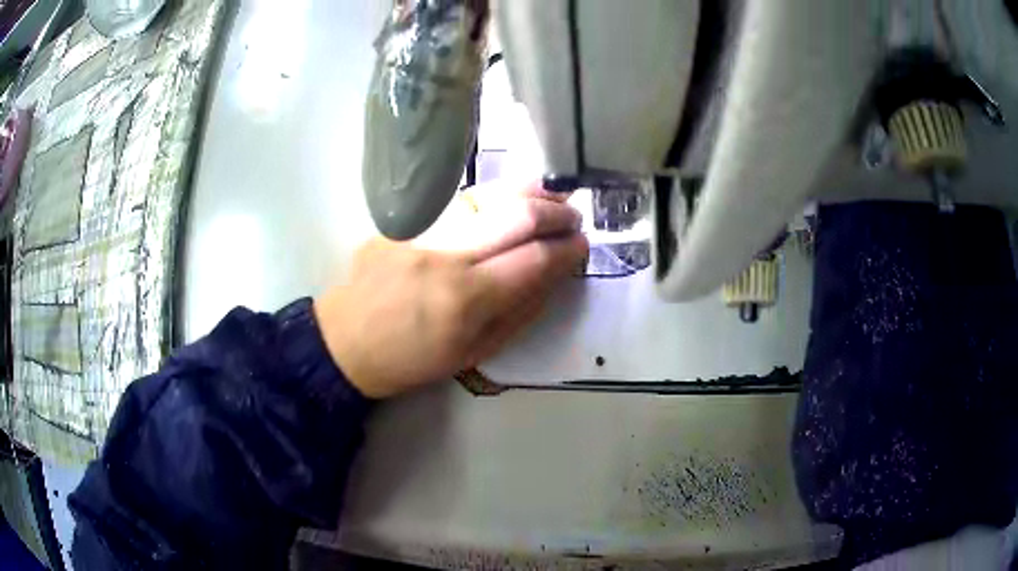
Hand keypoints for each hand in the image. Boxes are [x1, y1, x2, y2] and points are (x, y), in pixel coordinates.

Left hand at [314, 181, 587, 398]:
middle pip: (517, 216)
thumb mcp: (474, 353)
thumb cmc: (412, 360)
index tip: (582, 247)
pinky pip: (457, 201)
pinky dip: (492, 198)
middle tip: (573, 219)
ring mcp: (421, 230)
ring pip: (488, 196)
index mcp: (467, 299)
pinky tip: (507, 199)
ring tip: (551, 197)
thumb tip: (554, 275)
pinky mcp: (402, 221)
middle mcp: (447, 254)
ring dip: (529, 194)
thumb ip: (520, 312)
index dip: (568, 251)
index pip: (536, 260)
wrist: (345, 342)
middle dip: (557, 214)